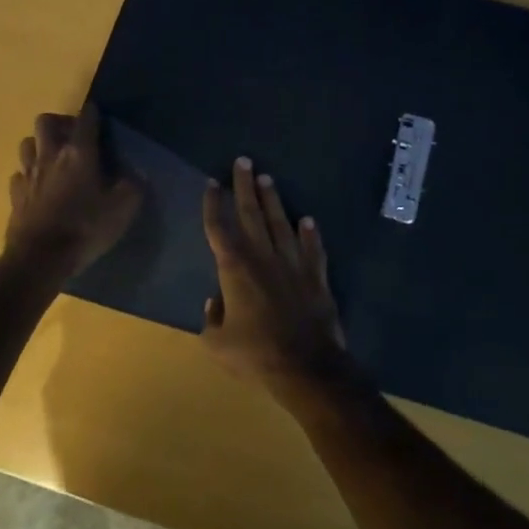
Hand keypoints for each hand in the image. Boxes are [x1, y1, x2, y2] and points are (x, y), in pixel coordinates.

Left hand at [4, 105, 139, 279]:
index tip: (99, 115)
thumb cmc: (85, 228)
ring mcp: (28, 175)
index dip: (93, 113)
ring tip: (54, 158)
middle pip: (45, 121)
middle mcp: (50, 156)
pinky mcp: (15, 195)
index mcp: (79, 153)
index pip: (85, 119)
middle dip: (59, 122)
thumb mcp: (122, 209)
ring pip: (27, 143)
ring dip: (40, 145)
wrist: (40, 259)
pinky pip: (19, 174)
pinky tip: (39, 187)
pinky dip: (28, 175)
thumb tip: (134, 173)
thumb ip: (131, 186)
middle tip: (74, 137)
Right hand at [201, 157, 351, 404]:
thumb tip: (215, 302)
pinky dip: (310, 234)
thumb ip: (211, 320)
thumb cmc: (256, 355)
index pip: (219, 228)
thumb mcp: (218, 344)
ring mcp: (294, 264)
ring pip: (281, 224)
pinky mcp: (316, 276)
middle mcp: (264, 257)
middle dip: (244, 187)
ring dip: (273, 200)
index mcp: (235, 269)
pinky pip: (313, 249)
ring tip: (267, 178)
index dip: (214, 204)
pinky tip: (308, 220)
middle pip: (251, 214)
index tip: (212, 182)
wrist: (307, 367)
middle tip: (243, 161)